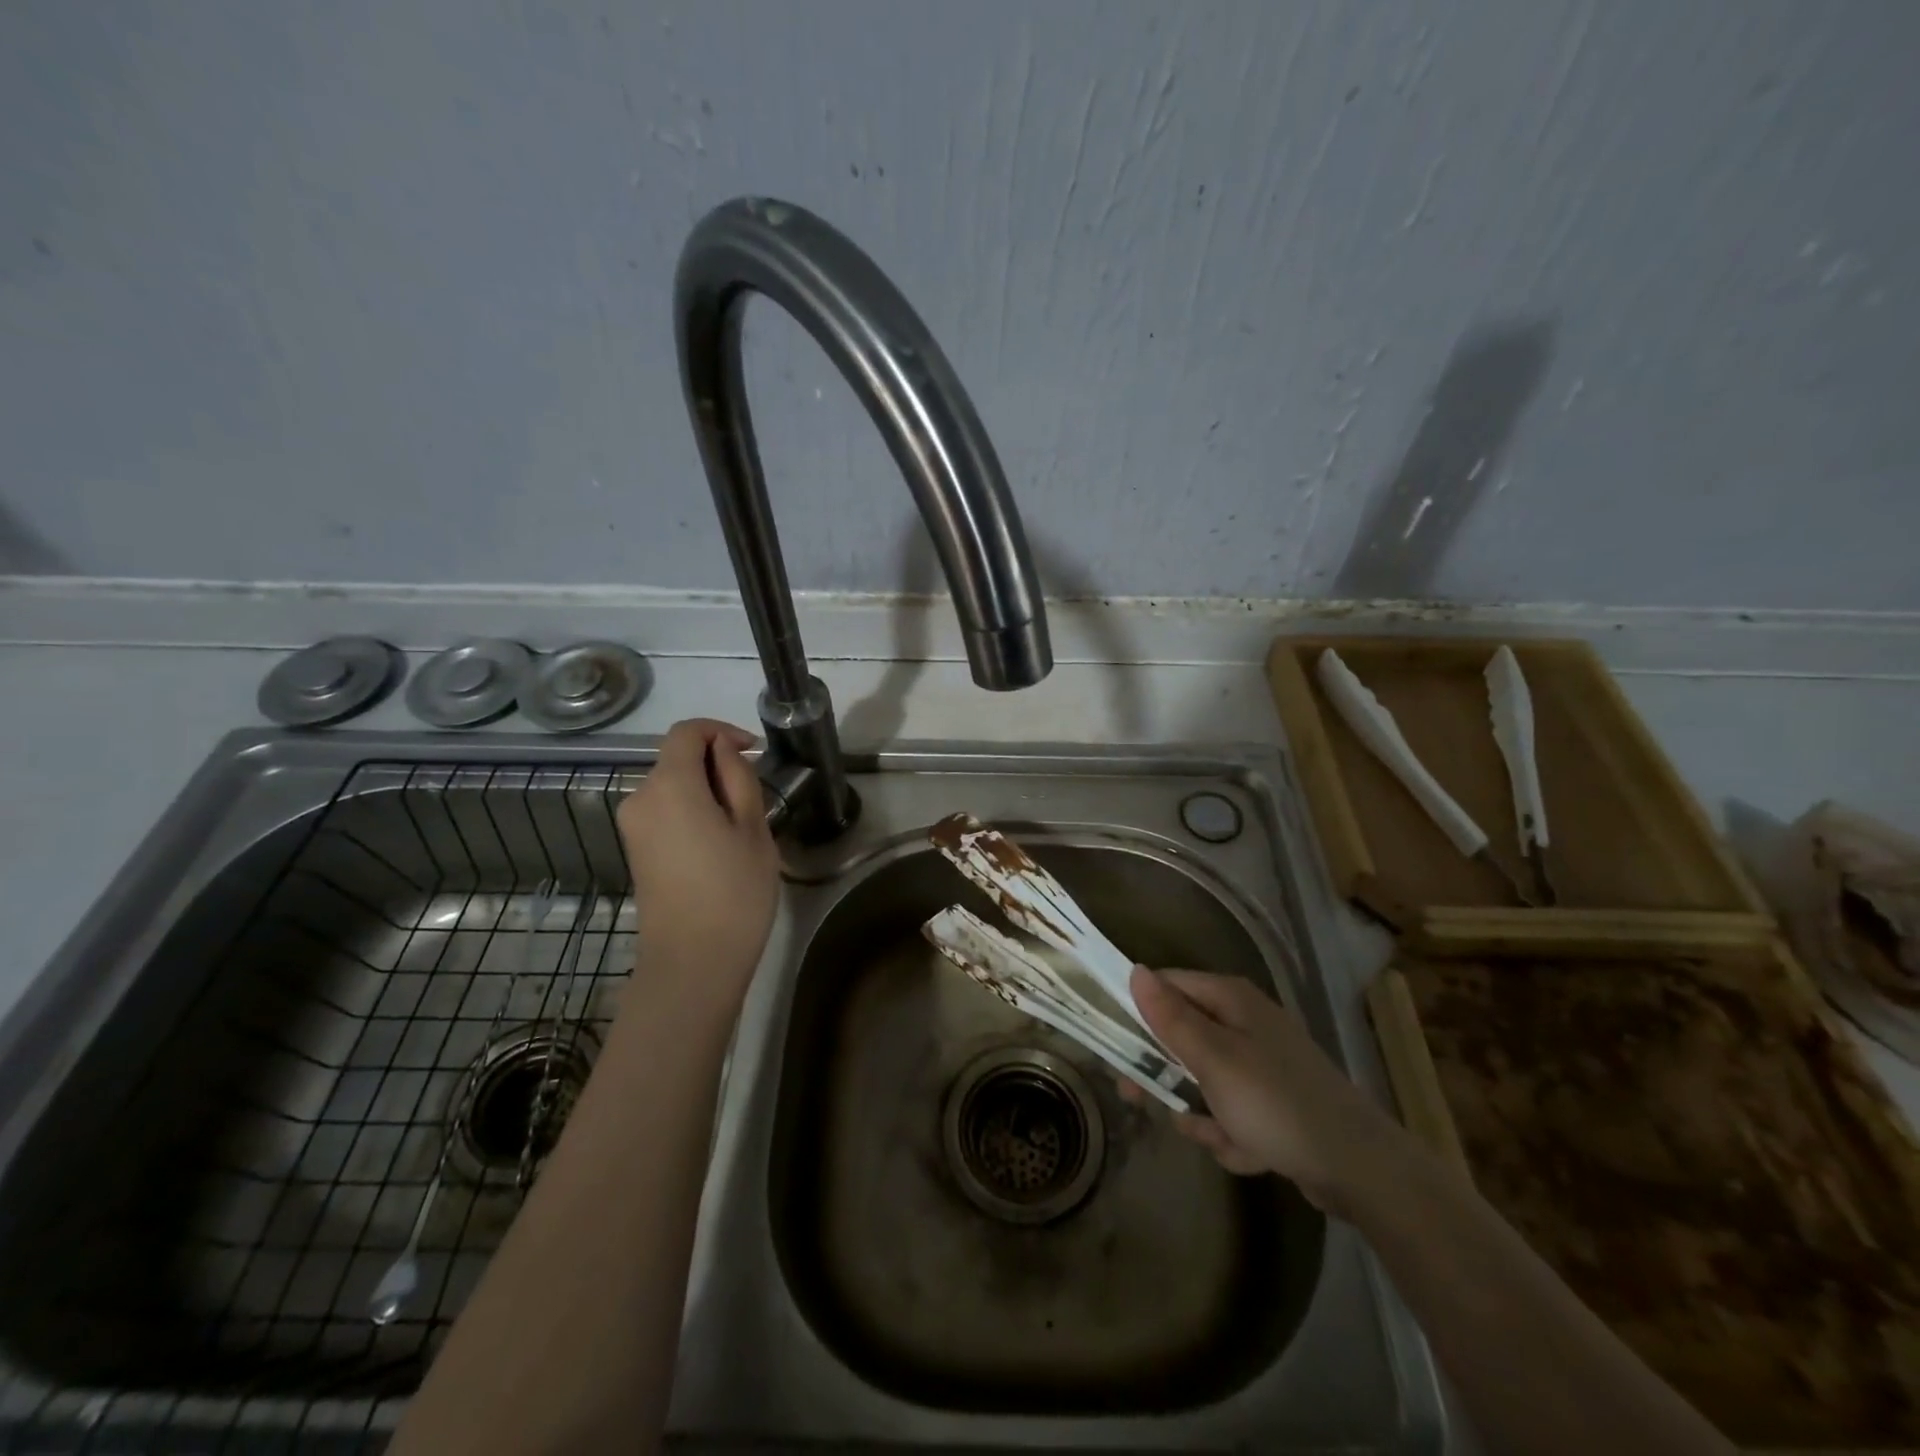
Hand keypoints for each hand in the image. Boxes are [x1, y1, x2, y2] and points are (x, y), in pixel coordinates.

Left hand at [616, 719, 780, 1014]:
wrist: (692, 963)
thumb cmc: (733, 892)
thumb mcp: (752, 829)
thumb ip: (737, 778)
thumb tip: (723, 750)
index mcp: (670, 786)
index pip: (686, 732)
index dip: (721, 731)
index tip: (753, 752)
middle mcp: (640, 797)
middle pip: (677, 758)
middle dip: (716, 764)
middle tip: (756, 797)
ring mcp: (633, 826)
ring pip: (672, 785)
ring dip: (705, 789)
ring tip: (742, 824)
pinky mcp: (636, 849)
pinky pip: (664, 811)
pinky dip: (691, 810)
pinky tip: (718, 842)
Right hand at [1127, 966, 1406, 1213]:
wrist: (1358, 1168)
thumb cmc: (1276, 1103)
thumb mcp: (1213, 1059)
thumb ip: (1170, 1018)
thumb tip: (1134, 971)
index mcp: (1230, 1000)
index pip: (1167, 985)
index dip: (1137, 1009)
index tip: (1113, 1041)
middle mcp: (1245, 1022)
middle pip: (1182, 1035)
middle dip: (1164, 1072)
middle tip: (1136, 1096)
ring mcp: (1261, 1063)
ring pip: (1203, 1079)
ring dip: (1201, 1111)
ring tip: (1217, 1135)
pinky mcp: (1273, 1101)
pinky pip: (1230, 1110)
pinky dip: (1230, 1132)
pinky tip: (1247, 1152)